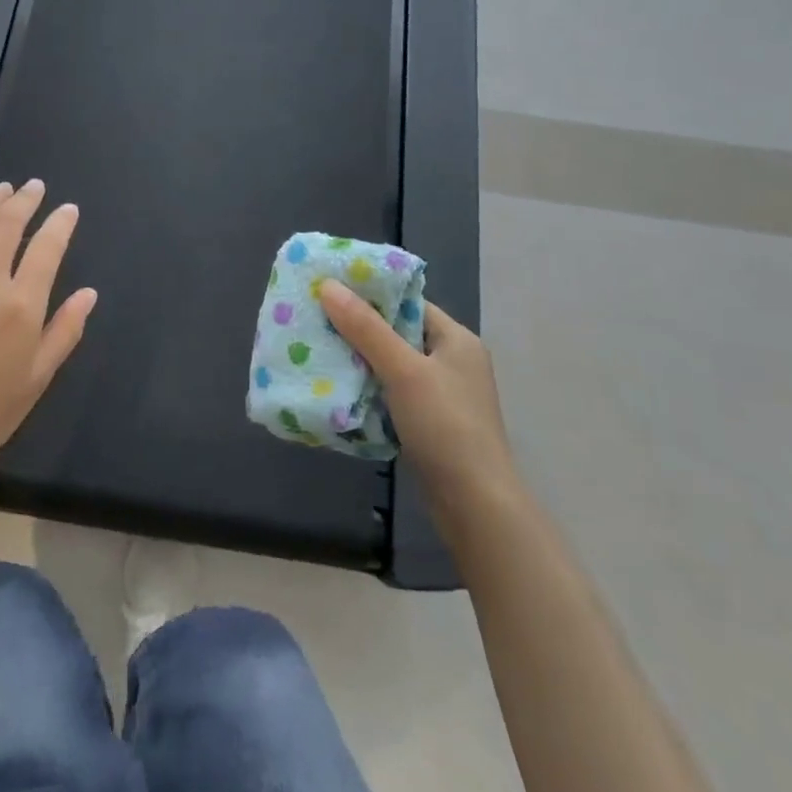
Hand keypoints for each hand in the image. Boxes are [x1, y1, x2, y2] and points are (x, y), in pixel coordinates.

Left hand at [0, 180, 97, 468]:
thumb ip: (66, 329)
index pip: (47, 248)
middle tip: (34, 186)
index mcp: (20, 306)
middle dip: (24, 201)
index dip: (60, 224)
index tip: (68, 210)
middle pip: (6, 226)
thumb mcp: (39, 376)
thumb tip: (89, 293)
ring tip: (3, 189)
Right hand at [319, 281, 509, 494]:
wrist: (475, 505)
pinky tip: (338, 388)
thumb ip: (366, 328)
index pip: (408, 302)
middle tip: (316, 318)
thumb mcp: (403, 370)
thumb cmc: (445, 426)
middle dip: (358, 328)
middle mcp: (452, 361)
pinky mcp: (430, 423)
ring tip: (318, 349)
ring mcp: (442, 395)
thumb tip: (328, 285)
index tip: (330, 289)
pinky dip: (368, 388)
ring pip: (392, 365)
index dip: (371, 293)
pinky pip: (392, 393)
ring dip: (359, 360)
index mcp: (456, 339)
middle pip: (398, 333)